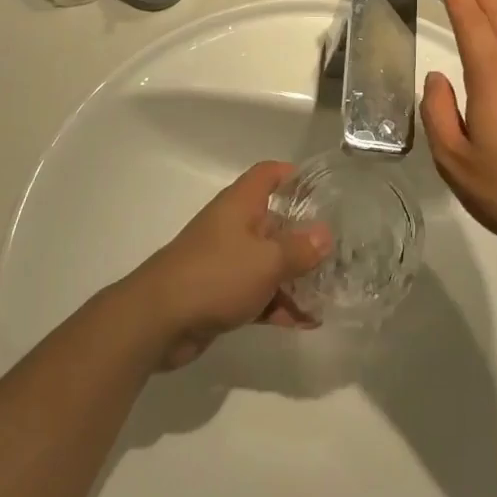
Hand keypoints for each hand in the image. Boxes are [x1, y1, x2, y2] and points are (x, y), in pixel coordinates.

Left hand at [128, 159, 331, 369]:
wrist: (157, 321)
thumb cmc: (215, 275)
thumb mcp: (267, 261)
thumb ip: (300, 249)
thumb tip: (326, 235)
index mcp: (241, 204)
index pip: (269, 174)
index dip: (294, 175)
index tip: (323, 190)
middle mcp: (234, 226)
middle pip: (275, 221)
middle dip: (305, 237)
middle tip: (340, 251)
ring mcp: (226, 261)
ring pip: (268, 262)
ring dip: (295, 277)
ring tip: (330, 293)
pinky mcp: (221, 294)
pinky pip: (258, 293)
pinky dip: (279, 304)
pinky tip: (306, 322)